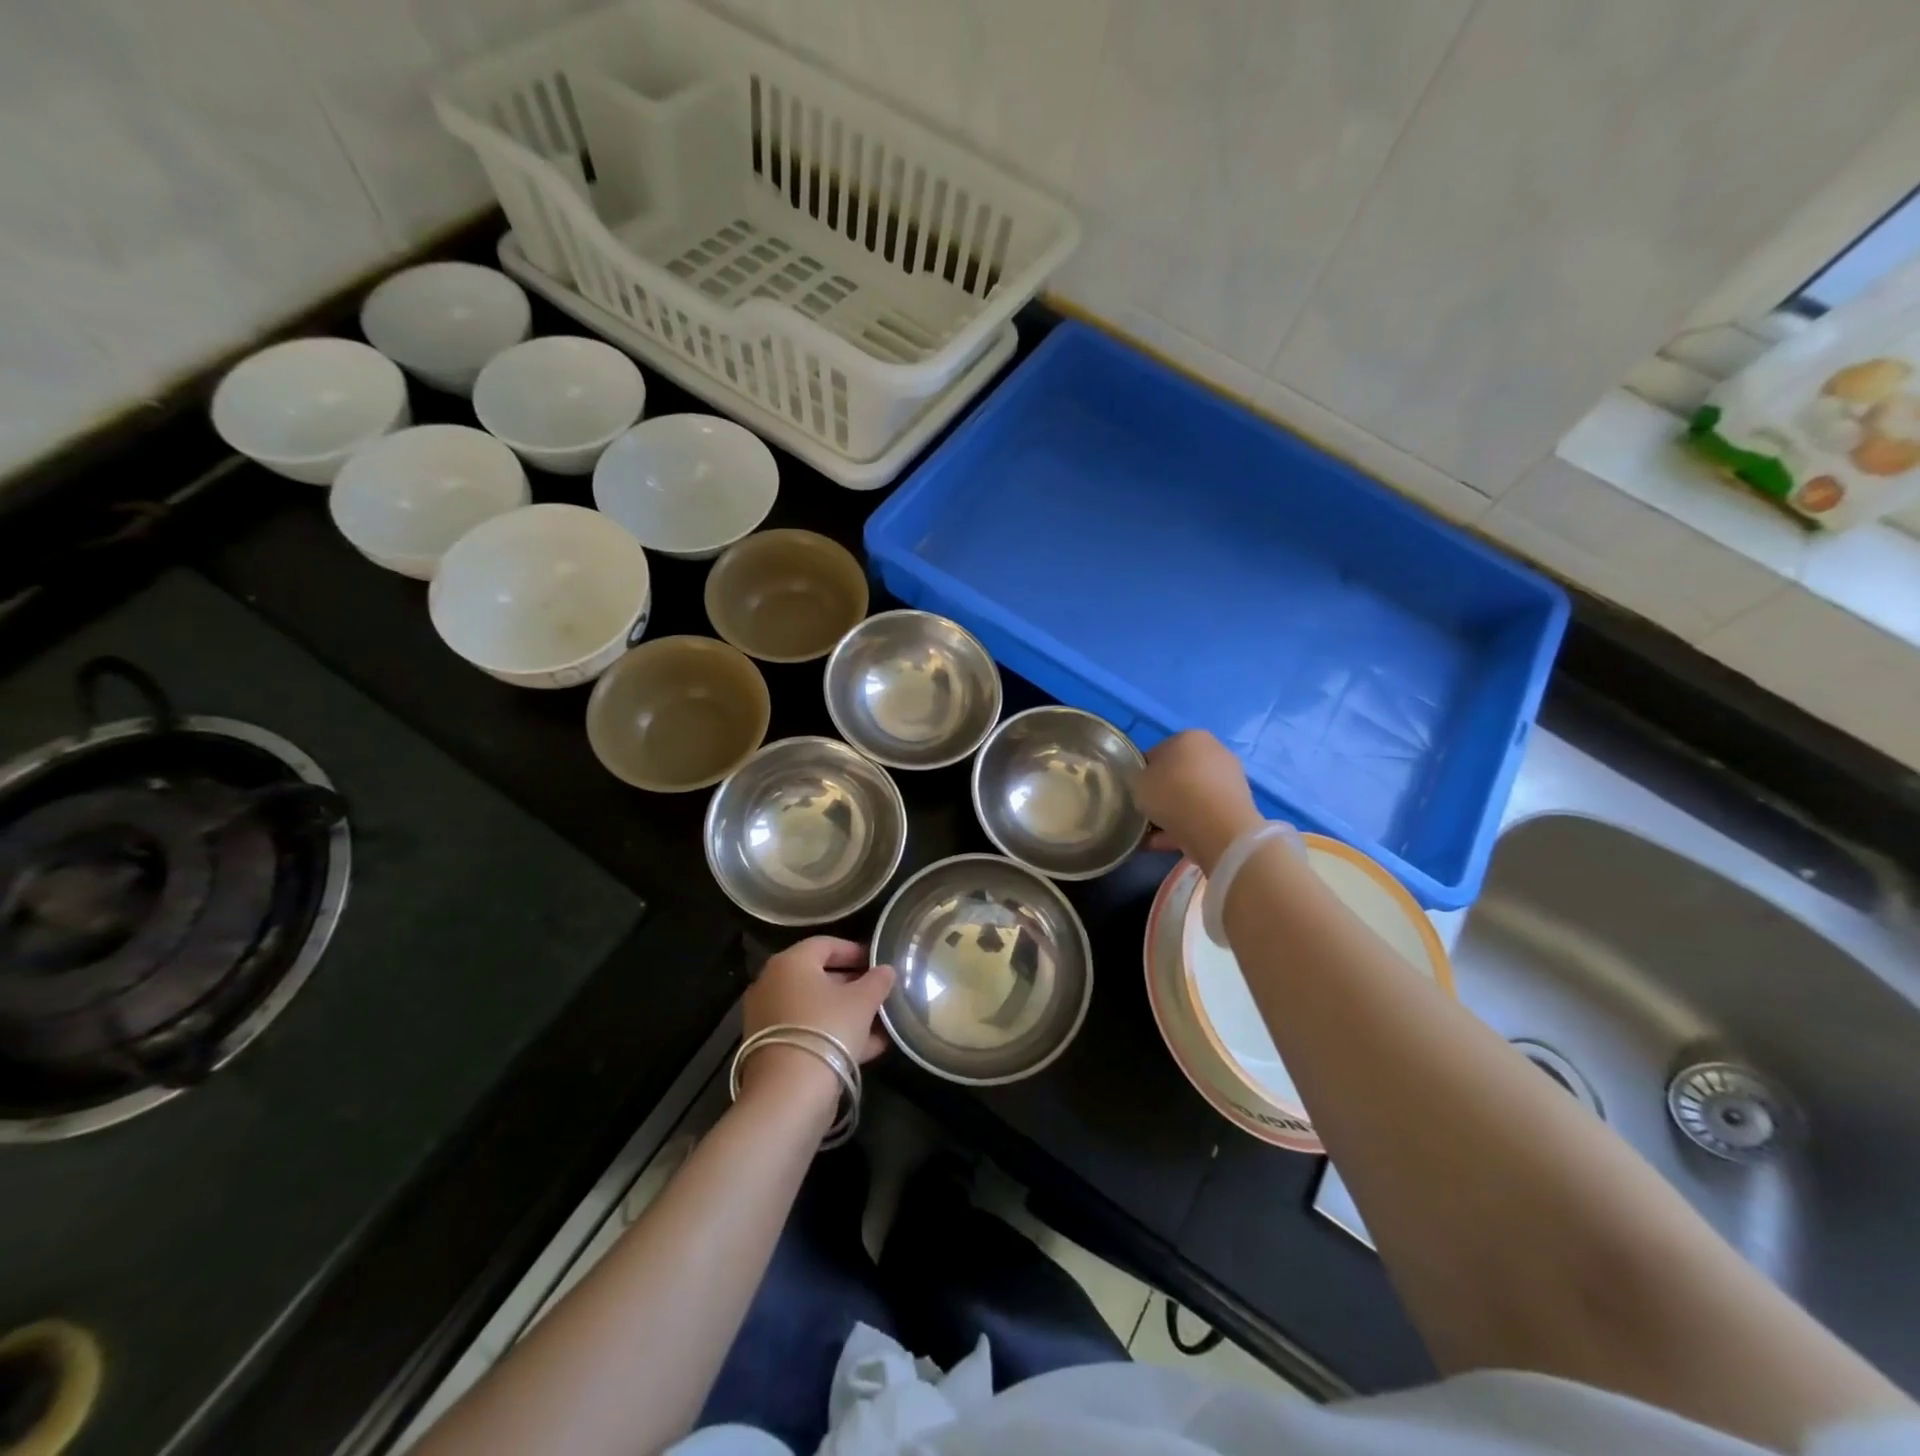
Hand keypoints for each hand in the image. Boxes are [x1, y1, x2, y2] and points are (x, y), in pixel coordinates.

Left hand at [740, 938, 895, 1099]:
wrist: (788, 1094)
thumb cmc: (827, 1029)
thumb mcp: (862, 1002)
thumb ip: (877, 981)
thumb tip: (886, 970)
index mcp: (790, 963)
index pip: (826, 944)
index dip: (856, 951)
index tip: (879, 962)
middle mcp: (772, 985)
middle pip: (819, 977)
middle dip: (853, 985)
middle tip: (881, 993)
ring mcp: (768, 1019)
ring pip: (815, 1008)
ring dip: (848, 1013)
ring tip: (882, 1023)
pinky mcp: (771, 1050)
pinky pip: (809, 1032)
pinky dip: (834, 1035)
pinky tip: (869, 1048)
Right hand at [1132, 730, 1261, 874]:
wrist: (1217, 827)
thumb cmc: (1173, 794)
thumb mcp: (1138, 782)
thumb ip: (1139, 779)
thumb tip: (1147, 784)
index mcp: (1189, 737)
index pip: (1158, 753)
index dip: (1144, 773)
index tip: (1136, 792)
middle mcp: (1214, 751)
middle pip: (1179, 774)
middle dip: (1163, 794)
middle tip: (1147, 812)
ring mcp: (1230, 779)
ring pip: (1192, 797)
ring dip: (1175, 814)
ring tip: (1155, 835)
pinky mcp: (1239, 807)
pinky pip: (1204, 815)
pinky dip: (1188, 827)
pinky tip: (1170, 843)